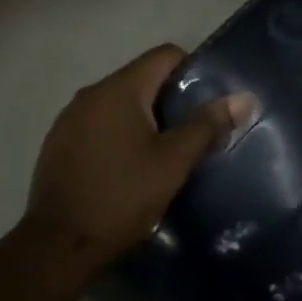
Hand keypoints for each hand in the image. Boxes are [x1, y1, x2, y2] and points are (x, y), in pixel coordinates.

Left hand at [26, 45, 255, 270]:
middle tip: (191, 133)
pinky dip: (117, 133)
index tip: (206, 103)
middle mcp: (91, 93)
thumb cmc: (122, 197)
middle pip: (141, 78)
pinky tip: (126, 166)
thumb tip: (244, 97)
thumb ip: (206, 125)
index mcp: (120, 89)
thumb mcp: (173, 162)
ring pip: (118, 102)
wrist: (59, 245)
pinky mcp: (58, 142)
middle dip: (168, 98)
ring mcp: (69, 117)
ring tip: (161, 152)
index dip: (192, 71)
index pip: (164, 55)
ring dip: (142, 118)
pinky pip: (97, 123)